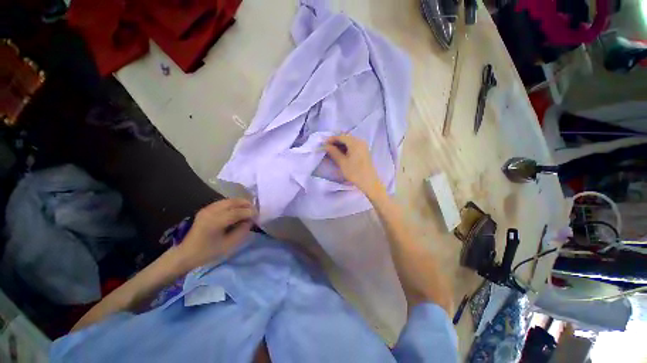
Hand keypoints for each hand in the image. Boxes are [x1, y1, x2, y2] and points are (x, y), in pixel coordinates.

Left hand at [176, 198, 255, 269]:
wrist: (185, 254)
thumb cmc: (207, 252)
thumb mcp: (228, 245)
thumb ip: (242, 231)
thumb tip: (250, 221)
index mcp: (215, 222)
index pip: (237, 212)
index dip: (250, 212)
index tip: (258, 215)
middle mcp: (211, 211)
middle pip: (233, 202)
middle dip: (246, 204)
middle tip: (254, 211)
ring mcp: (207, 209)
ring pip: (229, 200)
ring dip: (240, 203)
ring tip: (248, 209)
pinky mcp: (206, 209)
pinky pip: (223, 202)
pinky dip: (233, 204)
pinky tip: (237, 210)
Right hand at [324, 135, 385, 197]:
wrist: (369, 182)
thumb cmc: (355, 172)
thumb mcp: (342, 162)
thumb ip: (333, 152)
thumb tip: (326, 146)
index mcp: (355, 142)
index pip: (341, 137)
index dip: (331, 139)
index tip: (323, 143)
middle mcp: (360, 141)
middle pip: (345, 138)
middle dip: (336, 141)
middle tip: (327, 147)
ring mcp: (363, 146)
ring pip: (349, 141)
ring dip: (341, 145)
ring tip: (332, 150)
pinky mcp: (364, 151)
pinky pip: (353, 145)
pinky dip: (346, 147)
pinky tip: (341, 153)